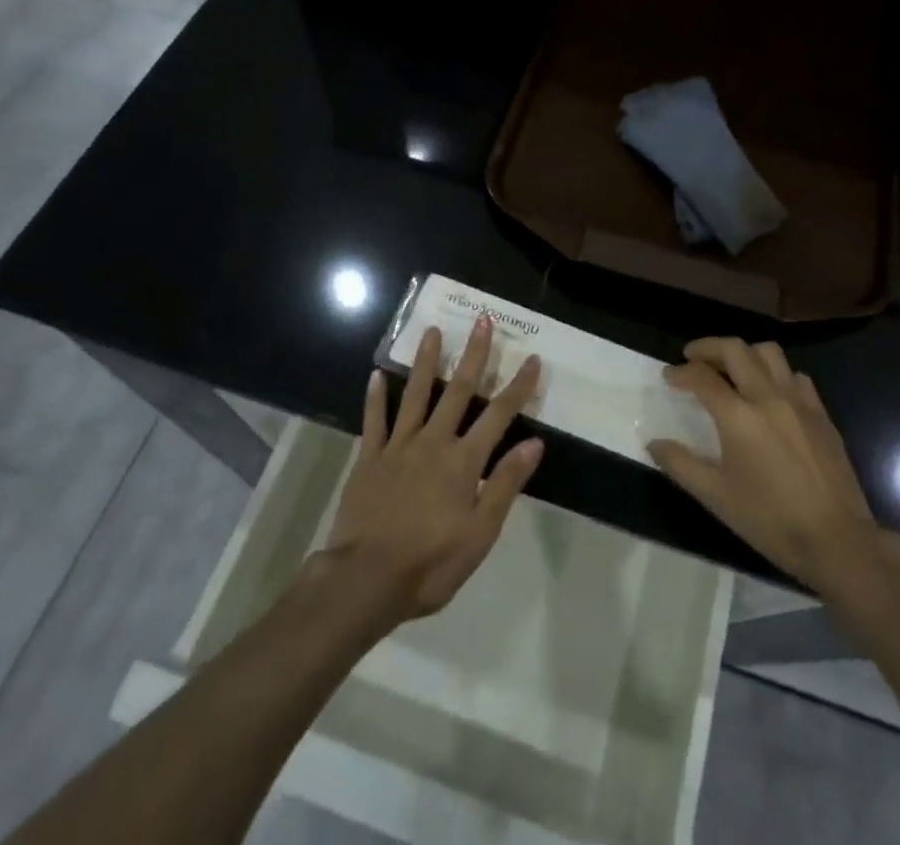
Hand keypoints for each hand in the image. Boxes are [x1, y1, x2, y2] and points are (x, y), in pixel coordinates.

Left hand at [322, 317, 543, 624]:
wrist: (365, 580)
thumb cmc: (430, 563)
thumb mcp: (480, 533)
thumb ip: (505, 484)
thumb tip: (534, 442)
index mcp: (463, 461)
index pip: (499, 415)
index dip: (518, 386)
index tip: (532, 358)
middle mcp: (433, 442)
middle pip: (458, 391)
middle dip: (473, 355)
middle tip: (482, 321)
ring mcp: (398, 447)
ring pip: (415, 394)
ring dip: (425, 361)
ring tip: (431, 331)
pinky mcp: (369, 459)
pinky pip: (373, 421)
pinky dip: (375, 397)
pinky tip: (376, 375)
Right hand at [648, 337, 899, 592]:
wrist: (837, 540)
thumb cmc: (770, 520)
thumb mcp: (716, 497)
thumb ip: (681, 464)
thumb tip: (654, 443)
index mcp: (739, 416)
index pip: (702, 377)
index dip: (680, 372)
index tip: (668, 376)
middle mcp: (768, 397)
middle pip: (735, 349)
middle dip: (708, 347)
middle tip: (693, 357)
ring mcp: (799, 401)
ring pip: (768, 353)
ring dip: (744, 353)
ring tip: (731, 368)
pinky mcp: (821, 413)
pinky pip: (795, 375)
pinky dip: (775, 373)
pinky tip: (769, 393)